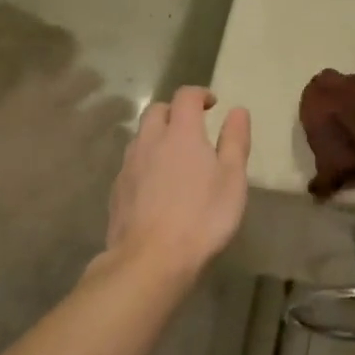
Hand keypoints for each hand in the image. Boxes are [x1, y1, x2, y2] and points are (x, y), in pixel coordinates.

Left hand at [104, 86, 250, 277]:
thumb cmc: (202, 217)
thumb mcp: (232, 179)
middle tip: (193, 127)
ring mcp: (129, 165)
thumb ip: (235, 141)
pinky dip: (146, 162)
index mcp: (181, 133)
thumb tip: (237, 111)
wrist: (150, 260)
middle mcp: (150, 141)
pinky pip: (132, 163)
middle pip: (156, 110)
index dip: (199, 94)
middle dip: (174, 111)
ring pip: (141, 136)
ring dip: (157, 136)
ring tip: (175, 156)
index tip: (212, 104)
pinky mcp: (117, 190)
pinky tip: (157, 185)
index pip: (186, 97)